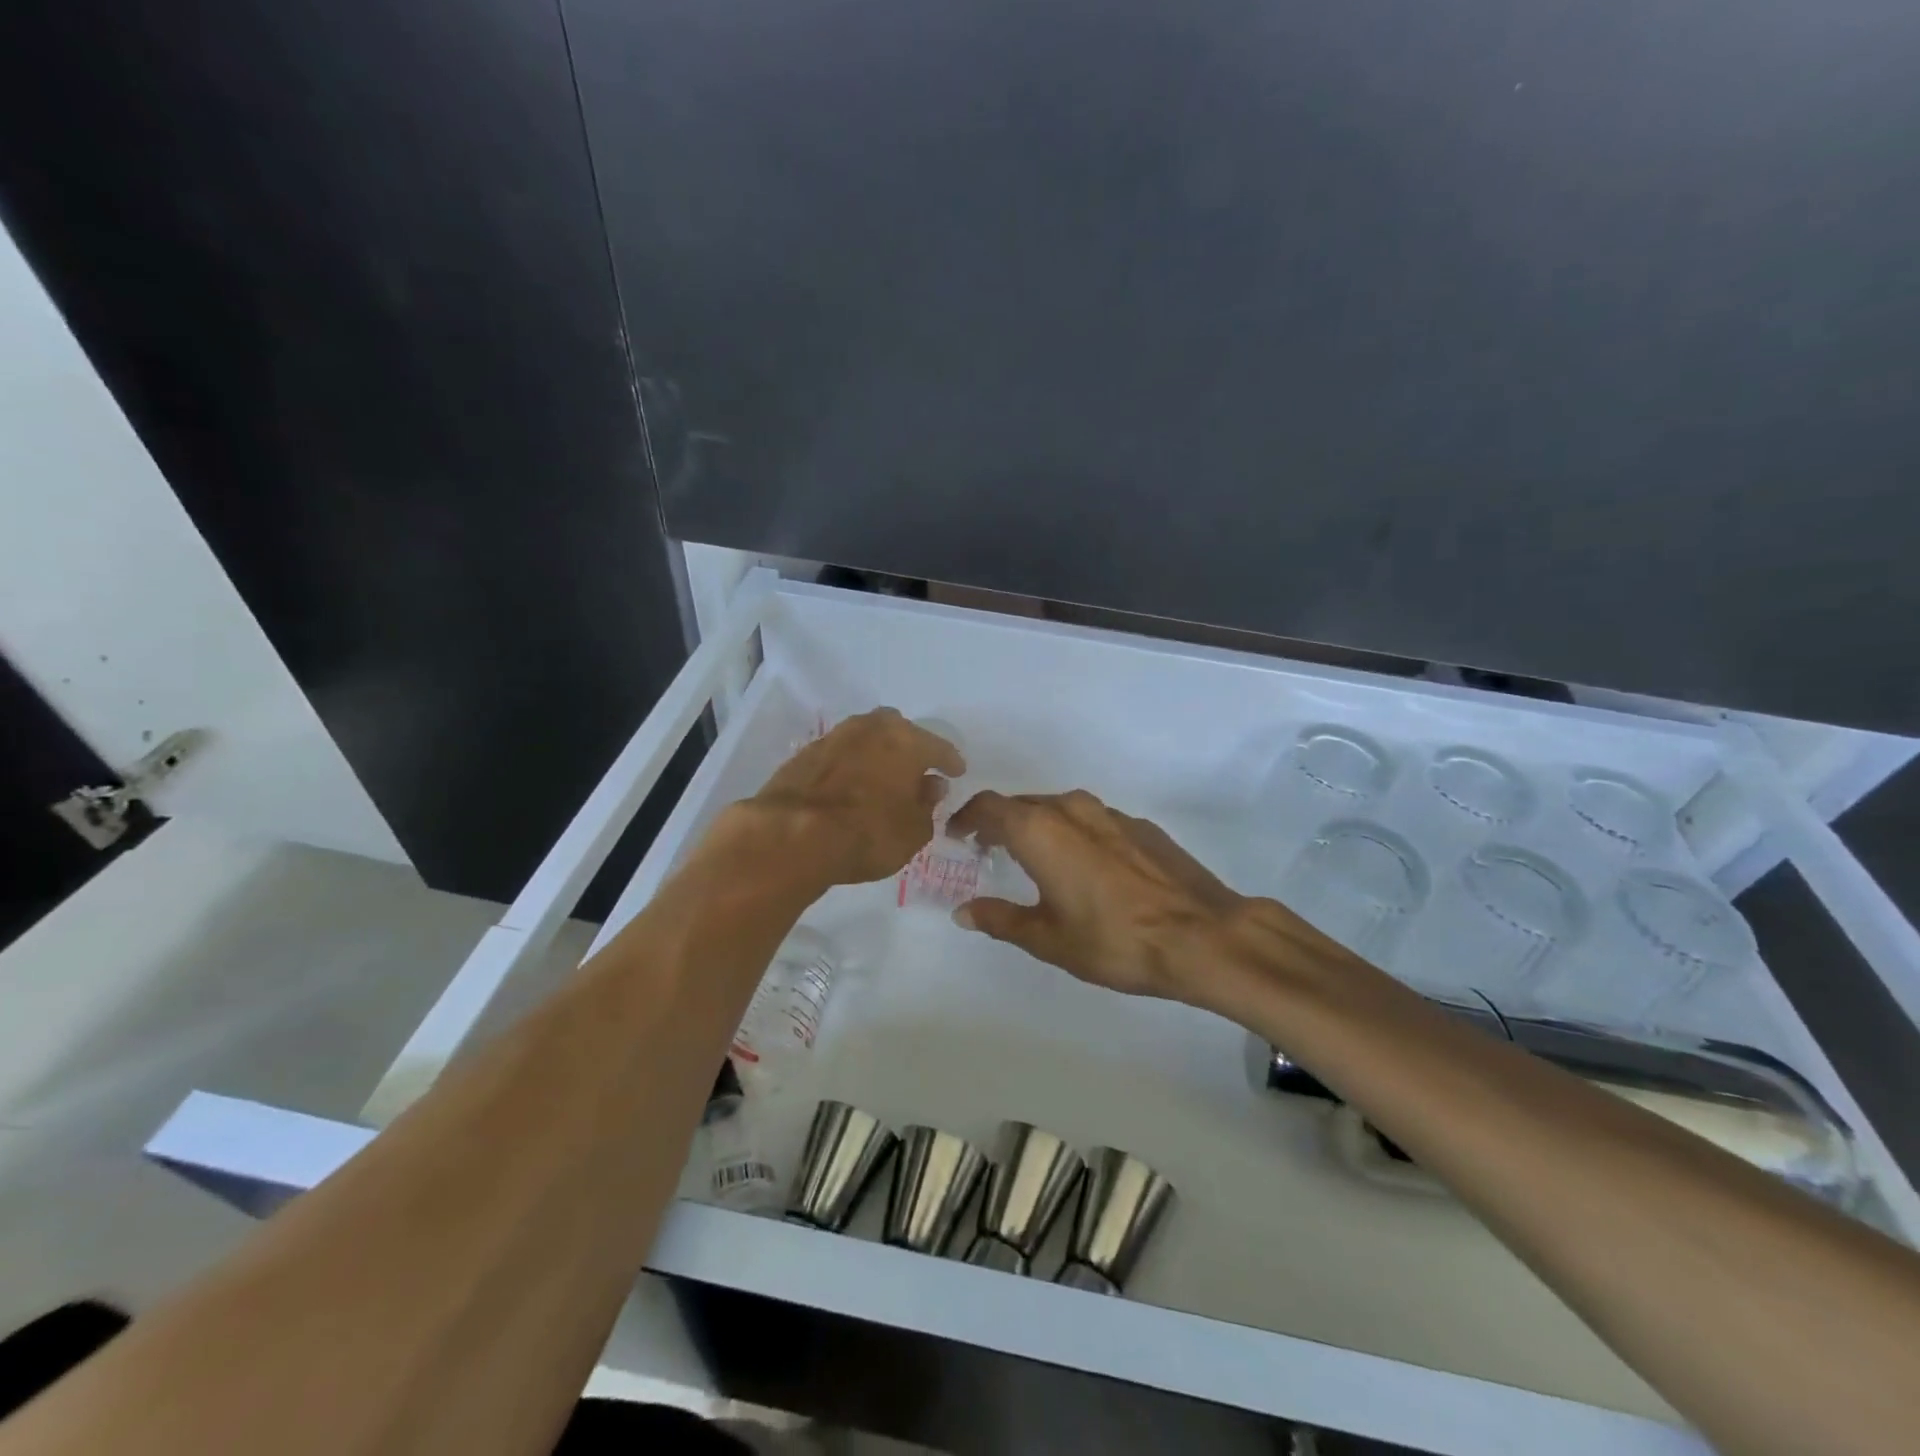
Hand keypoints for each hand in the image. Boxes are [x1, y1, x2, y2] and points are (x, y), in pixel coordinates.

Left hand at [746, 708, 964, 886]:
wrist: (791, 836)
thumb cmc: (867, 833)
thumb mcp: (914, 832)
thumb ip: (927, 806)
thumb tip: (930, 787)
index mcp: (906, 741)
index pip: (939, 747)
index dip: (950, 762)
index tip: (956, 772)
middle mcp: (872, 728)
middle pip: (899, 730)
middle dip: (910, 747)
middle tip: (916, 771)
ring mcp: (835, 737)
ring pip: (866, 738)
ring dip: (877, 754)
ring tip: (882, 778)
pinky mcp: (805, 753)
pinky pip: (841, 754)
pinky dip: (851, 765)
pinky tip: (851, 785)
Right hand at [948, 789, 1262, 1004]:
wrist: (1202, 934)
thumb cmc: (1114, 939)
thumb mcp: (1048, 938)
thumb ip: (1000, 919)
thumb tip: (963, 911)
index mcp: (1039, 829)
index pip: (988, 806)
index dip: (965, 817)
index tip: (955, 836)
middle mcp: (1071, 809)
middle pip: (1022, 804)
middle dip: (999, 823)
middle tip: (987, 850)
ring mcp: (1110, 813)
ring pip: (1059, 809)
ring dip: (1037, 826)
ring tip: (1032, 858)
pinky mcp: (1140, 826)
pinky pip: (1091, 820)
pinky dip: (1073, 834)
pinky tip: (1084, 867)